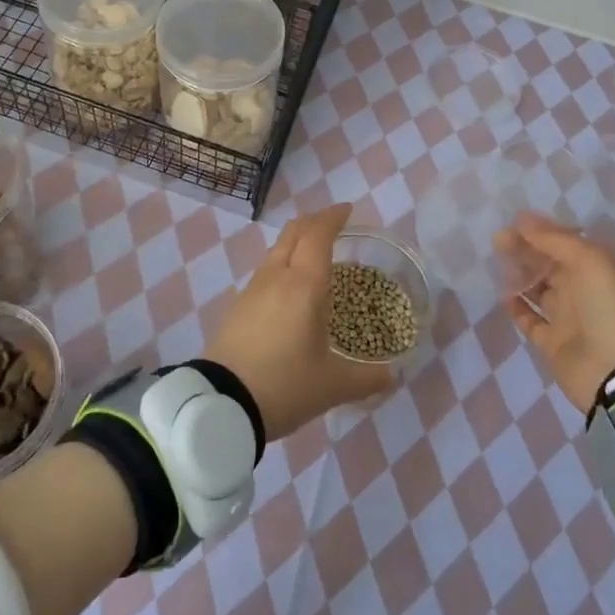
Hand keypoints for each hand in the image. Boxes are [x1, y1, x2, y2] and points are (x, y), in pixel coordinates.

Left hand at [203, 204, 397, 440]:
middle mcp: (276, 276)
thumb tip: (392, 376)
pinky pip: (264, 272)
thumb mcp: (333, 386)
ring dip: (296, 243)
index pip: (318, 234)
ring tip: (313, 256)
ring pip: (276, 250)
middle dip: (314, 222)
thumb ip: (367, 378)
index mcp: (304, 284)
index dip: (333, 217)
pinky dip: (282, 265)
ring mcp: (252, 289)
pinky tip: (288, 290)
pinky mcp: (237, 307)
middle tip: (333, 226)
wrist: (222, 404)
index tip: (347, 210)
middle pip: (293, 232)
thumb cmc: (285, 385)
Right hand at [495, 212, 614, 412]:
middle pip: (549, 264)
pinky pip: (530, 320)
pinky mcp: (553, 343)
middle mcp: (585, 291)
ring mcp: (569, 318)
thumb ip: (555, 239)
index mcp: (600, 269)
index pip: (567, 243)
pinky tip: (502, 294)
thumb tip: (523, 220)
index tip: (514, 221)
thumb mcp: (590, 262)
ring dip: (519, 274)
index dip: (542, 231)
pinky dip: (517, 307)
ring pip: (539, 289)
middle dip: (525, 249)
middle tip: (497, 238)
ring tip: (496, 260)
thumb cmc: (610, 308)